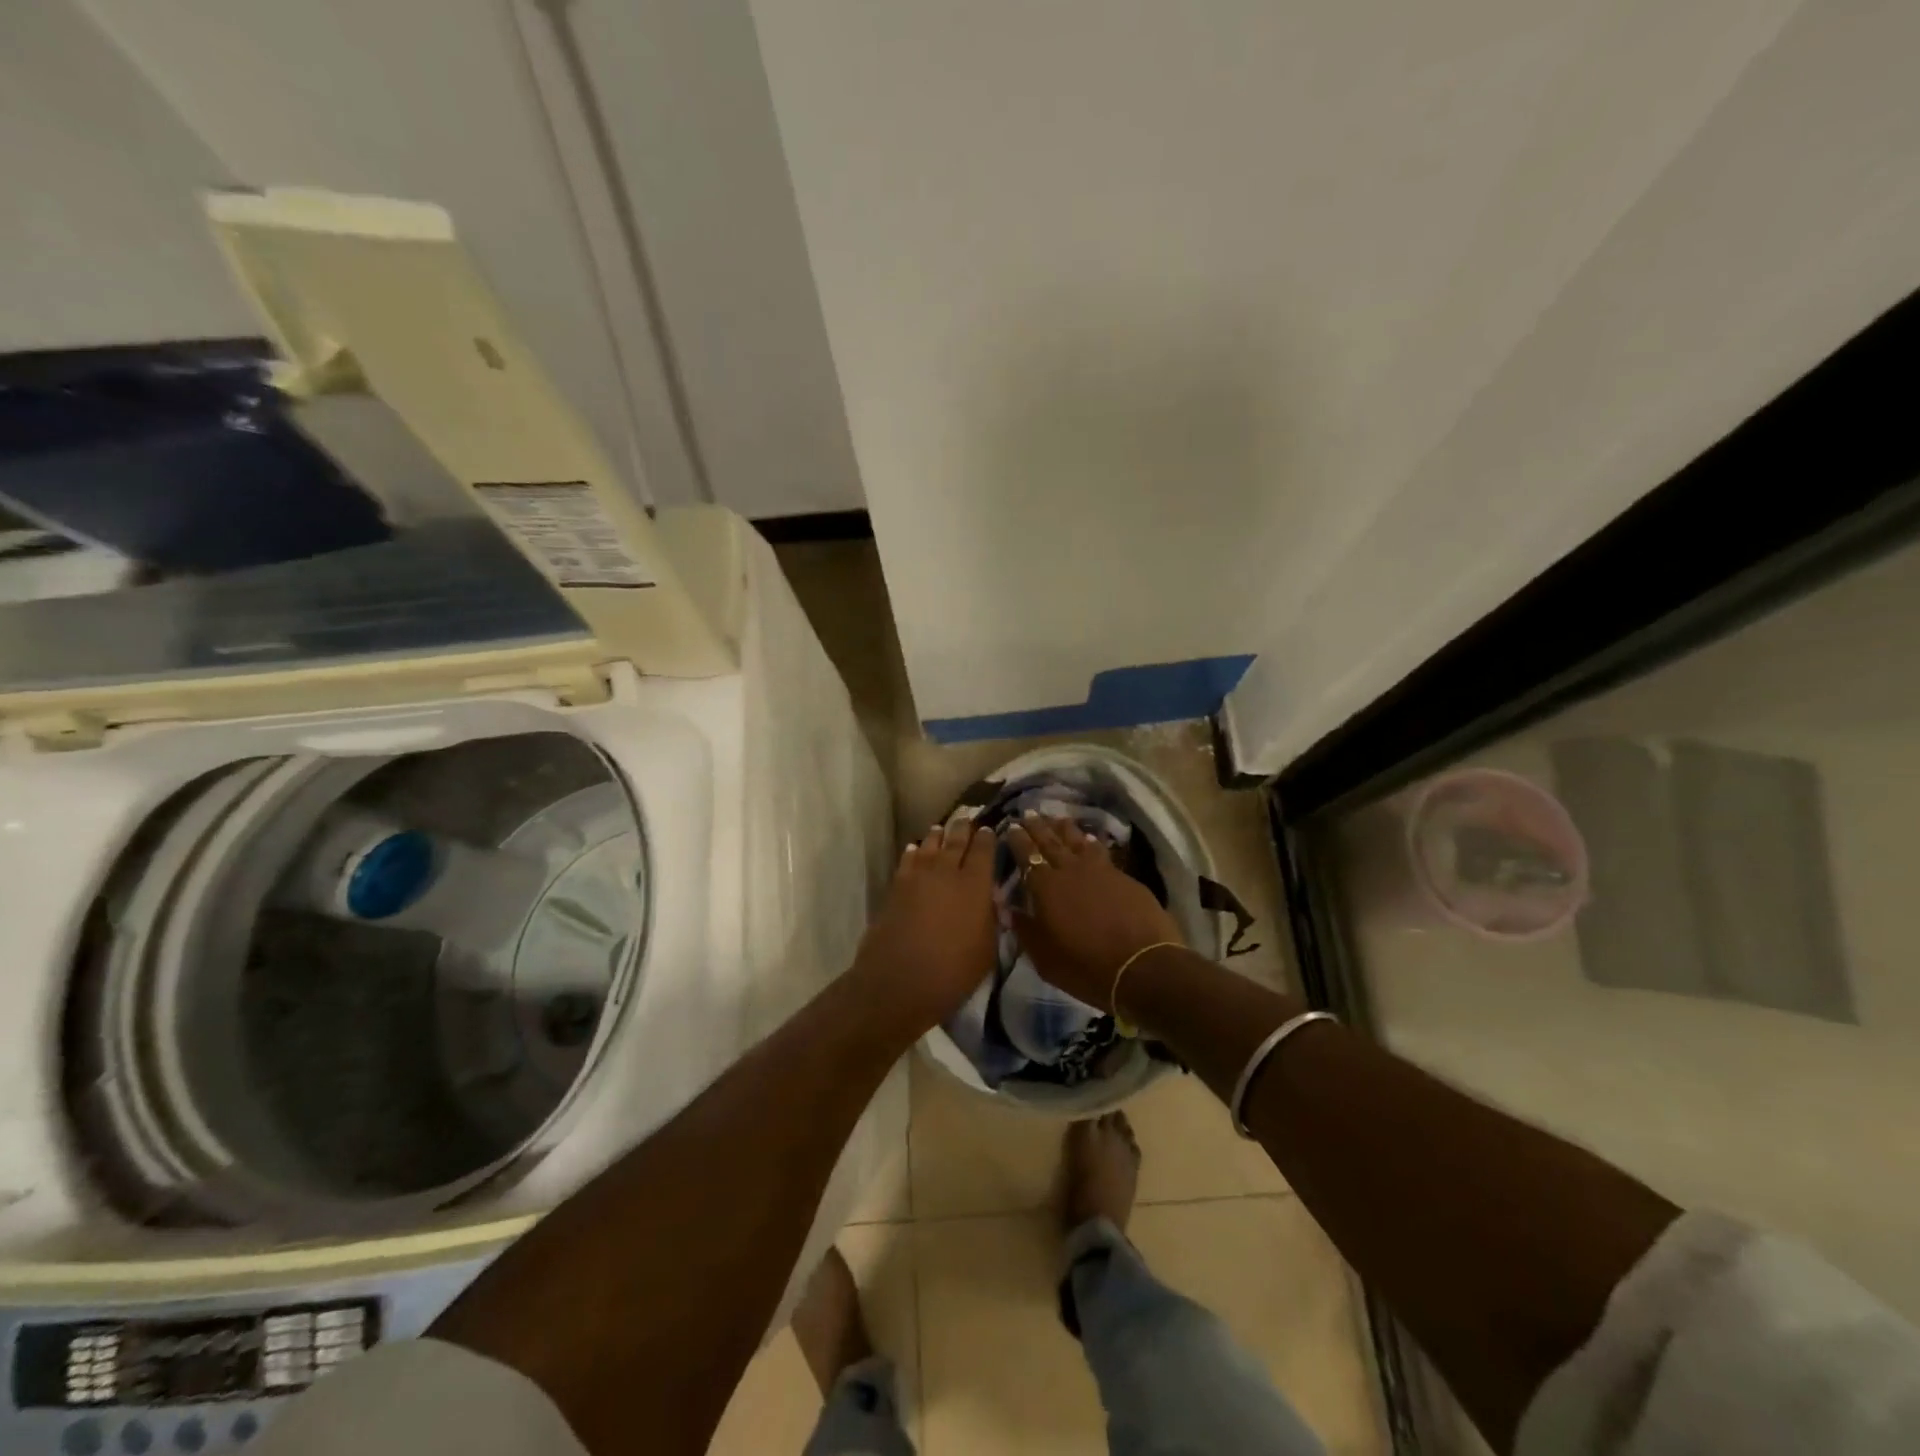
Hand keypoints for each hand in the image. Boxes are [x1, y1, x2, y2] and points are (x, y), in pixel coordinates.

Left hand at [853, 817, 999, 1035]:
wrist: (900, 981)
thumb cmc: (953, 971)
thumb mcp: (987, 950)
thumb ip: (992, 919)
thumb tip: (991, 898)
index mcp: (976, 885)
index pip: (984, 851)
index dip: (988, 838)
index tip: (990, 829)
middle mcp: (948, 872)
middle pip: (956, 841)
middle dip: (963, 828)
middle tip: (967, 818)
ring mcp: (919, 876)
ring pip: (930, 845)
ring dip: (938, 835)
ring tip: (942, 828)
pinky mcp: (897, 886)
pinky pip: (908, 860)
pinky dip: (913, 852)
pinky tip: (914, 849)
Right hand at [1005, 813, 1182, 1010]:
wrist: (1142, 967)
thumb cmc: (1085, 966)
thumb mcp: (1044, 957)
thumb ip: (1025, 929)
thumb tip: (1007, 909)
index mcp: (1046, 888)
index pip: (1027, 856)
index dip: (1018, 840)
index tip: (1011, 826)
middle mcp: (1070, 871)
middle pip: (1051, 842)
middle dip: (1038, 827)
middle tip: (1028, 812)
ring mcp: (1101, 871)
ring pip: (1078, 841)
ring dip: (1066, 829)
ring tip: (1058, 819)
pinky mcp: (1124, 877)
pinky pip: (1102, 852)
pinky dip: (1092, 844)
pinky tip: (1091, 841)